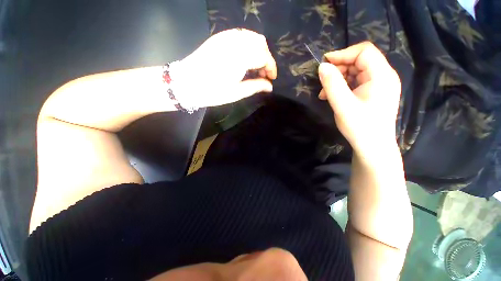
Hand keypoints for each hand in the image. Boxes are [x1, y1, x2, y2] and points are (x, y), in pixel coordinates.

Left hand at [171, 28, 276, 107]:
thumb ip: (256, 86)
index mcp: (241, 57)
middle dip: (266, 58)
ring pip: (251, 36)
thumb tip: (270, 86)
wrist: (186, 83)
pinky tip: (245, 58)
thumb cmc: (212, 91)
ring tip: (254, 67)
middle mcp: (235, 42)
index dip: (271, 67)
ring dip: (258, 50)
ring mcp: (226, 37)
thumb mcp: (237, 92)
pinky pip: (240, 35)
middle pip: (260, 43)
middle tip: (263, 74)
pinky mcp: (219, 37)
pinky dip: (248, 45)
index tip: (271, 78)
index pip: (264, 56)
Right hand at [318, 42, 400, 159]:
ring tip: (324, 93)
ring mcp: (379, 84)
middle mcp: (384, 76)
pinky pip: (356, 82)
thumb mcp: (342, 105)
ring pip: (356, 71)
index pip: (364, 51)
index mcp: (382, 75)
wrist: (373, 146)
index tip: (324, 63)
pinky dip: (343, 86)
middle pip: (360, 60)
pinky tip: (332, 96)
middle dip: (339, 68)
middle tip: (323, 82)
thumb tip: (322, 66)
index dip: (343, 54)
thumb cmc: (360, 127)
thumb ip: (332, 84)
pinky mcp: (373, 92)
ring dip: (338, 78)